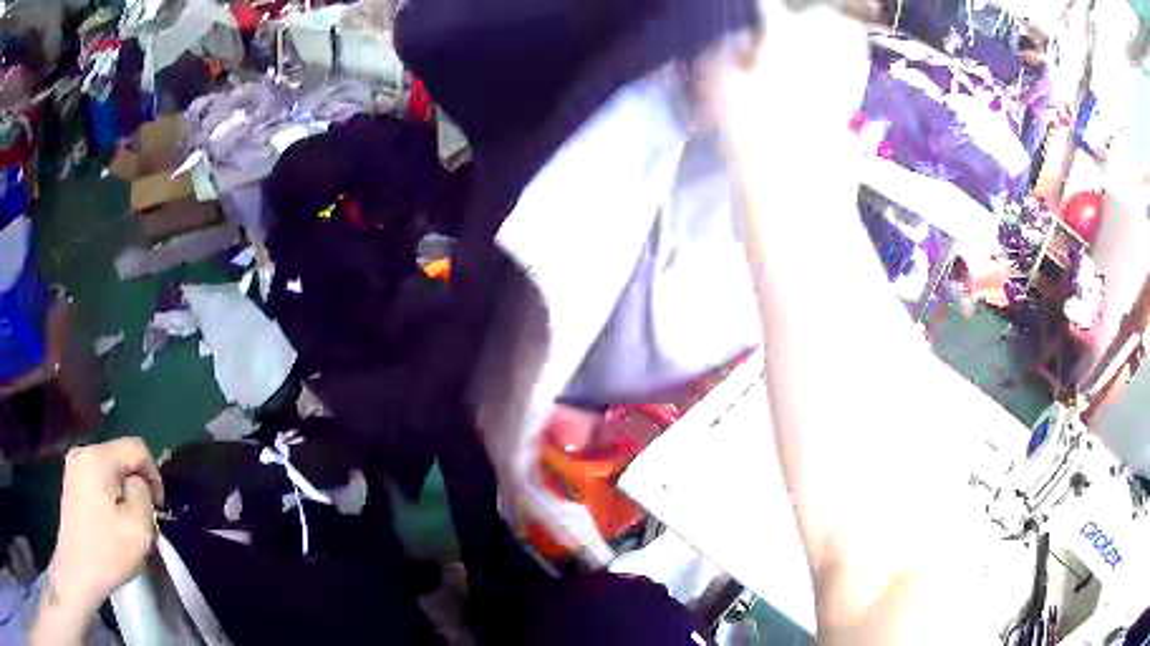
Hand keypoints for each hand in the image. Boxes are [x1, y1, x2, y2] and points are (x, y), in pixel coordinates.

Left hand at [47, 438, 163, 617]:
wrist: (77, 570)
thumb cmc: (107, 552)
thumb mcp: (138, 529)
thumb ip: (143, 495)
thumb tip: (137, 484)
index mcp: (98, 457)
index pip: (136, 448)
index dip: (154, 473)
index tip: (160, 506)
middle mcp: (83, 451)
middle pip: (120, 456)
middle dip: (136, 483)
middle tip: (144, 518)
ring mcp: (73, 465)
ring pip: (108, 468)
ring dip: (122, 490)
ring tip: (127, 522)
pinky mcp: (70, 481)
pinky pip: (96, 477)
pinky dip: (109, 494)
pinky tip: (110, 520)